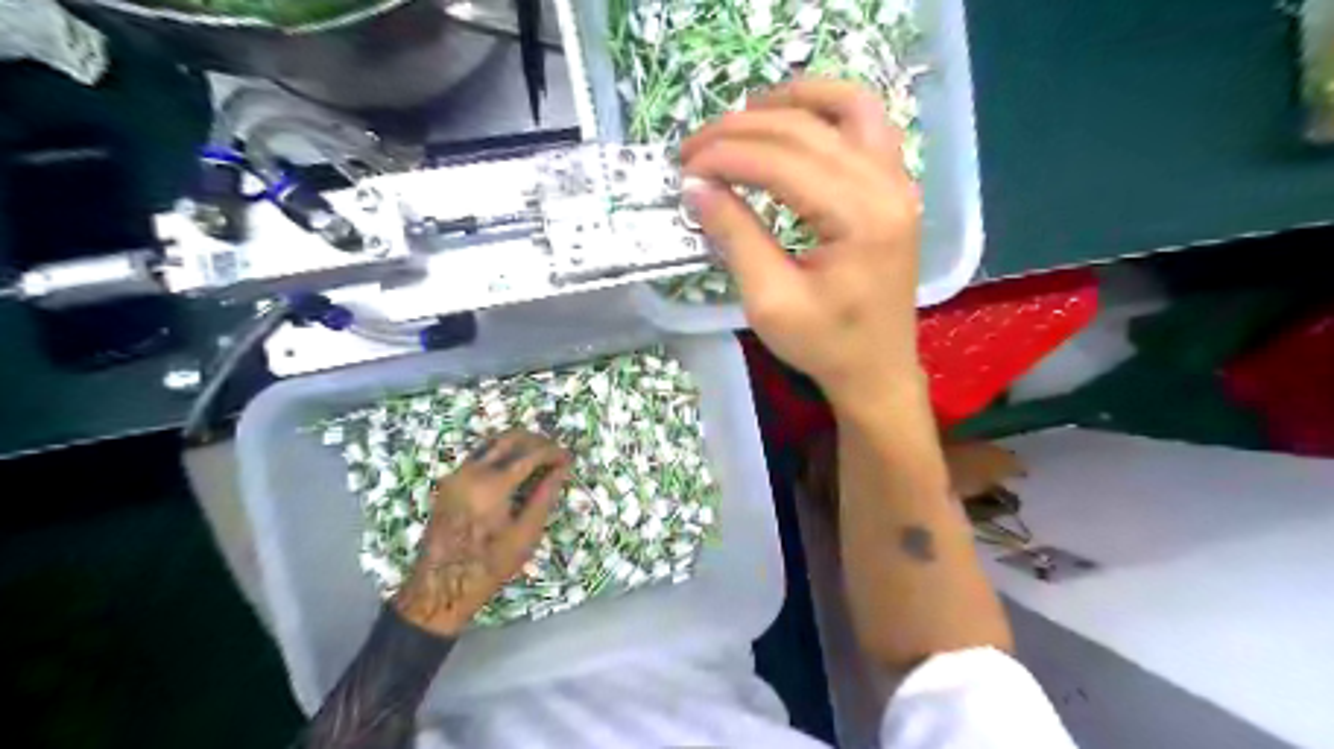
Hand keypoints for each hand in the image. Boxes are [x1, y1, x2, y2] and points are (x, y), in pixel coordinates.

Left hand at [392, 431, 568, 633]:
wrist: (440, 587)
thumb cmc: (489, 566)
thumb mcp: (525, 535)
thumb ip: (545, 496)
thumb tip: (562, 469)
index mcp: (493, 485)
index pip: (531, 453)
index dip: (554, 452)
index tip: (569, 459)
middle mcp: (472, 471)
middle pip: (511, 438)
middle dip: (537, 441)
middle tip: (556, 454)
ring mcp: (457, 474)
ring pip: (493, 442)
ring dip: (518, 443)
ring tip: (539, 458)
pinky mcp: (450, 481)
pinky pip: (479, 454)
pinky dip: (501, 452)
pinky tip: (515, 468)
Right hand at [683, 78, 924, 415]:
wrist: (877, 369)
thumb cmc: (825, 345)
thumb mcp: (769, 301)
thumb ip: (735, 237)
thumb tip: (695, 187)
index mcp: (860, 218)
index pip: (782, 162)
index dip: (726, 156)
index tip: (684, 168)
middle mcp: (887, 185)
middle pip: (806, 129)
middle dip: (741, 130)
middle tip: (693, 149)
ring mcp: (898, 181)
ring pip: (845, 108)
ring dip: (788, 103)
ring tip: (740, 119)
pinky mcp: (895, 187)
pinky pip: (866, 124)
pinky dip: (825, 110)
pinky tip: (791, 120)